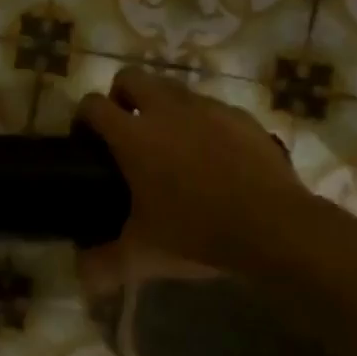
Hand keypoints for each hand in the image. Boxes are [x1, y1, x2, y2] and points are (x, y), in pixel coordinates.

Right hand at [74, 66, 306, 293]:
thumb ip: (105, 264)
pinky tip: (213, 156)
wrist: (274, 226)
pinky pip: (210, 108)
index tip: (86, 140)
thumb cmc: (197, 233)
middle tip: (127, 131)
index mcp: (133, 136)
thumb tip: (82, 278)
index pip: (93, 104)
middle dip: (121, 96)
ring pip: (172, 88)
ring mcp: (206, 107)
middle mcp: (165, 110)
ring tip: (171, 143)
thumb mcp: (144, 254)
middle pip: (130, 77)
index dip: (84, 117)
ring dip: (162, 106)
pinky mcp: (240, 115)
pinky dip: (202, 122)